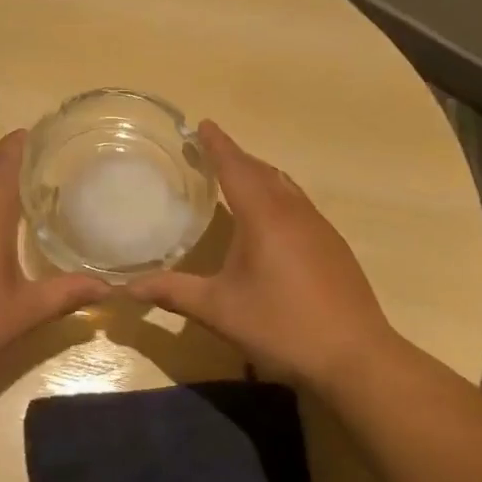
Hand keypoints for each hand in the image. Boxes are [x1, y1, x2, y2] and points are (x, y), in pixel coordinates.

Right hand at [128, 120, 401, 393]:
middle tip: (211, 150)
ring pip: (285, 187)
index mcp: (264, 216)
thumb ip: (173, 292)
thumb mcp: (218, 310)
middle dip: (236, 157)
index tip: (202, 124)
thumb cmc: (281, 326)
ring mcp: (320, 229)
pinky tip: (270, 220)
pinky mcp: (334, 248)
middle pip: (262, 172)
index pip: (235, 168)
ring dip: (259, 175)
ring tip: (237, 178)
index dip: (217, 145)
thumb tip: (127, 288)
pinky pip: (299, 205)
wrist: (354, 357)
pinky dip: (277, 196)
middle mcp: (294, 213)